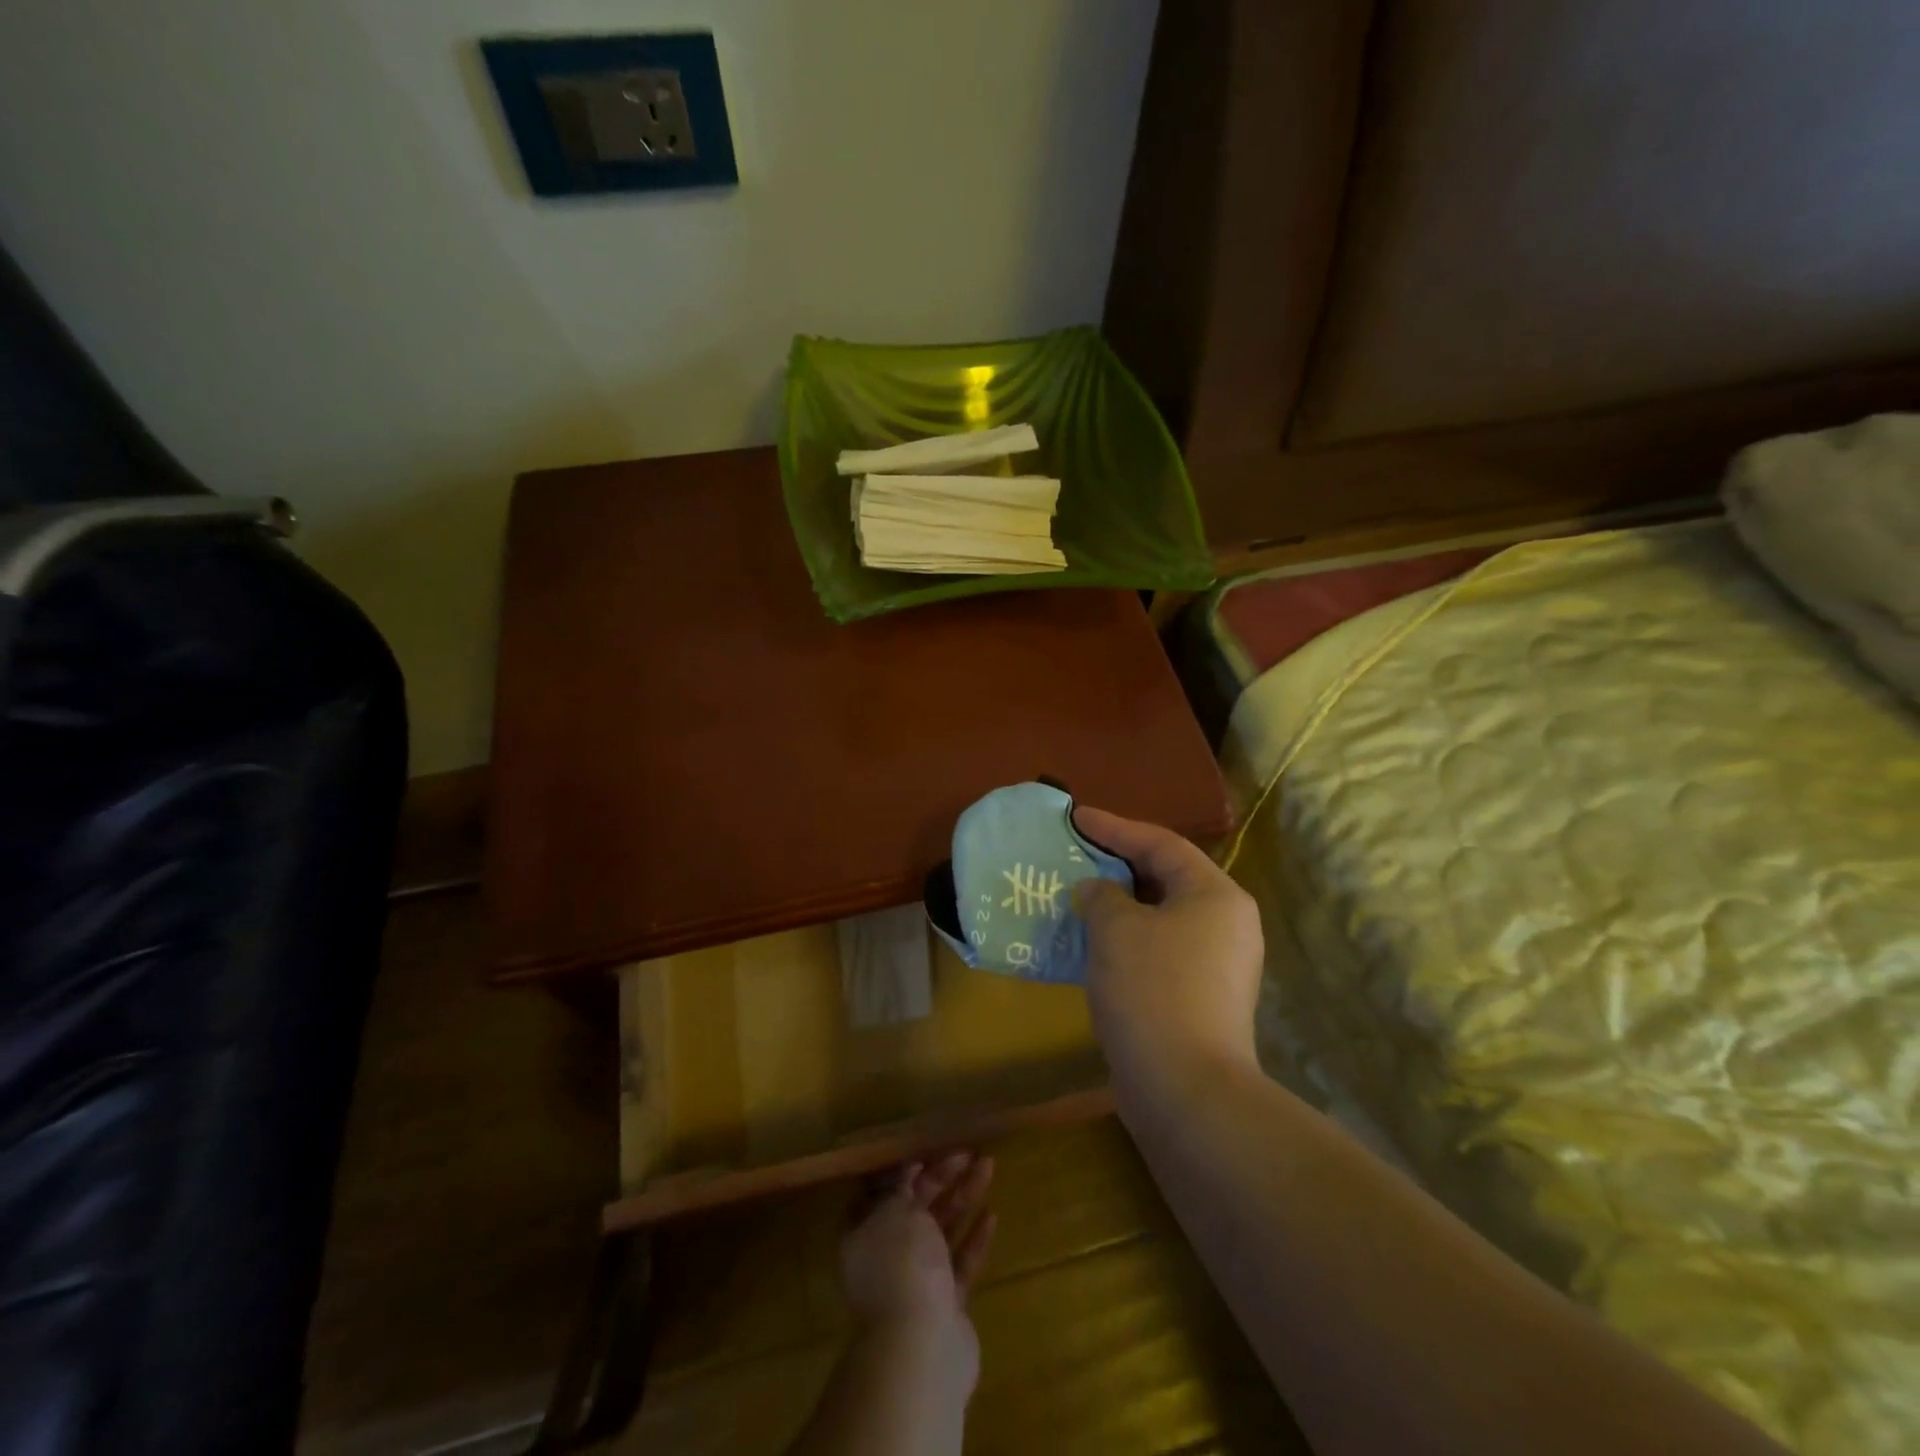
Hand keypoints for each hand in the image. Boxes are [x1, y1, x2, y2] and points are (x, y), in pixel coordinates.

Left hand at [841, 1152, 995, 1349]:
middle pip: (915, 1207)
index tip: (926, 1147)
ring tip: (988, 1166)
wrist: (922, 1346)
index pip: (880, 1192)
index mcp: (864, 1234)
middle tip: (967, 1151)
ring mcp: (917, 1281)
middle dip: (941, 1177)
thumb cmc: (901, 1265)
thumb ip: (899, 1187)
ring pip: (941, 1230)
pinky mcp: (946, 1303)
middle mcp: (887, 1256)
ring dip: (963, 1197)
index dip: (902, 1168)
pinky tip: (992, 1215)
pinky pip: (960, 1262)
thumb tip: (904, 1170)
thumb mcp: (894, 1211)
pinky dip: (974, 1238)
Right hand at [1072, 806, 1263, 1098]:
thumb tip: (1095, 891)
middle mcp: (1226, 923)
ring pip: (1161, 916)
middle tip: (1076, 855)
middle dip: (1118, 865)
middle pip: (1166, 877)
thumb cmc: (1152, 990)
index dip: (1115, 827)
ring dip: (1119, 905)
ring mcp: (1218, 963)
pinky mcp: (1202, 996)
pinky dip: (1127, 938)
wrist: (1186, 1090)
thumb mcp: (1116, 929)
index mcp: (1215, 895)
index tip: (1076, 818)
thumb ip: (1101, 895)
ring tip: (1078, 896)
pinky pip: (1160, 948)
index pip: (1161, 843)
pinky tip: (1092, 944)